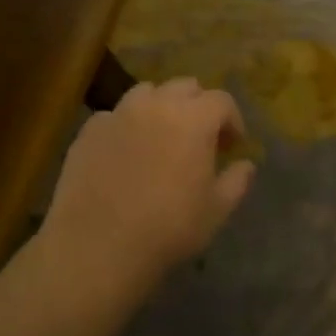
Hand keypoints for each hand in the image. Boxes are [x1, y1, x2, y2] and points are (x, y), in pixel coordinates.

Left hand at [41, 79, 255, 294]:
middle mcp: (158, 104)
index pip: (222, 101)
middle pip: (185, 87)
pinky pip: (114, 115)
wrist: (95, 248)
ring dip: (161, 106)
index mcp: (194, 118)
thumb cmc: (167, 229)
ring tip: (160, 136)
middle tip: (199, 138)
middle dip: (198, 106)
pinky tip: (124, 153)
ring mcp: (119, 113)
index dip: (232, 120)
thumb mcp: (216, 211)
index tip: (232, 145)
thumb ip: (237, 181)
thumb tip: (246, 164)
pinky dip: (126, 125)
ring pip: (147, 93)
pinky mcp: (89, 131)